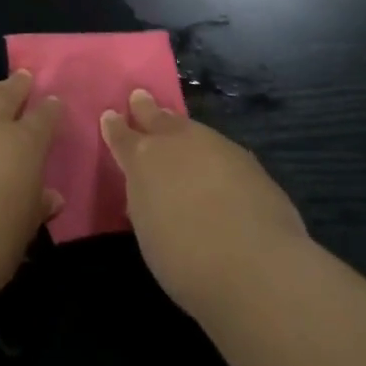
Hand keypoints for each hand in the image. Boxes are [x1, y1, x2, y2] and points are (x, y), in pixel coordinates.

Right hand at [102, 89, 307, 320]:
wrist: (256, 266)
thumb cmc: (187, 261)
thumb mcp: (150, 235)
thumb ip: (146, 203)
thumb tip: (151, 193)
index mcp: (143, 160)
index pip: (122, 136)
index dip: (115, 127)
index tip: (110, 116)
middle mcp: (177, 142)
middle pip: (157, 118)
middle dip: (146, 109)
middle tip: (139, 98)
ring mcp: (215, 146)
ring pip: (191, 129)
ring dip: (181, 129)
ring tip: (176, 130)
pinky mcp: (248, 161)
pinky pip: (220, 150)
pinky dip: (212, 154)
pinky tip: (216, 168)